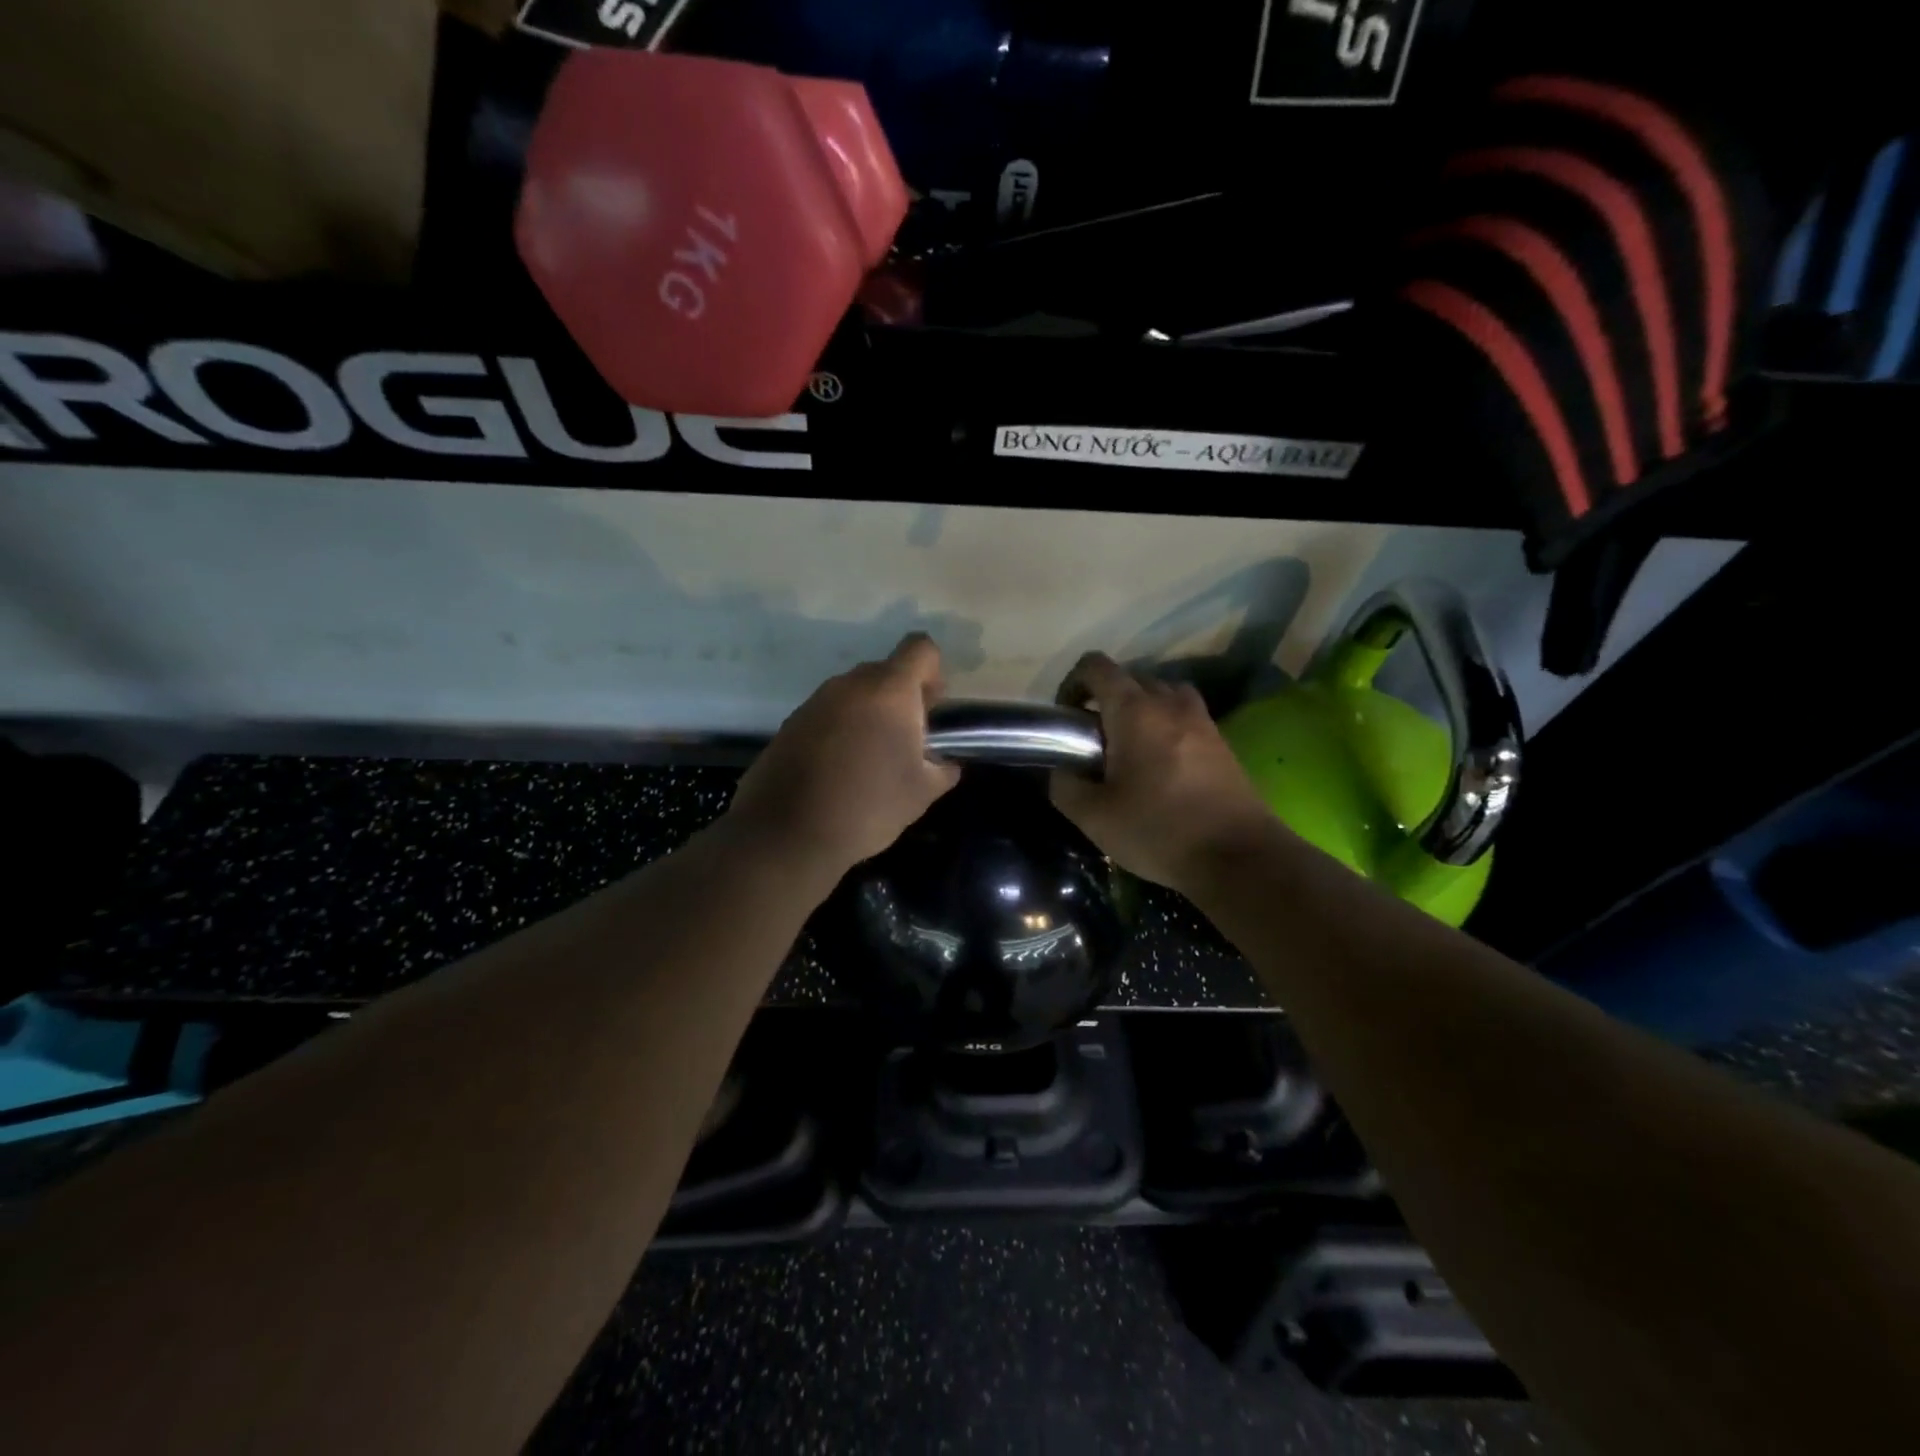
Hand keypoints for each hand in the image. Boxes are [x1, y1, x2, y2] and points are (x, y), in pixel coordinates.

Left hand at [724, 634, 961, 879]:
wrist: (786, 832)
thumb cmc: (867, 806)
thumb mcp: (921, 793)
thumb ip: (942, 768)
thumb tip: (945, 763)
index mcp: (889, 691)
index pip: (920, 649)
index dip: (933, 671)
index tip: (933, 706)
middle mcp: (850, 684)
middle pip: (886, 670)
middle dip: (903, 697)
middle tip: (908, 740)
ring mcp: (816, 701)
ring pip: (855, 692)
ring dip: (871, 713)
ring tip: (873, 758)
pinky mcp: (791, 722)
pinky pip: (829, 713)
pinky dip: (842, 729)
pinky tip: (841, 769)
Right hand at [1051, 653, 1283, 893]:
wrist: (1237, 856)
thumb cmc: (1159, 830)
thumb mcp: (1094, 817)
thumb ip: (1065, 786)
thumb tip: (1061, 771)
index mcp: (1133, 710)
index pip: (1096, 666)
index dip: (1072, 682)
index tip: (1066, 717)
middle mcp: (1168, 702)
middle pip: (1130, 677)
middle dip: (1106, 699)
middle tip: (1095, 741)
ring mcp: (1201, 719)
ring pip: (1162, 693)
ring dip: (1141, 708)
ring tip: (1130, 747)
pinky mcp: (1221, 741)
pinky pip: (1185, 715)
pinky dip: (1167, 725)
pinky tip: (1161, 765)